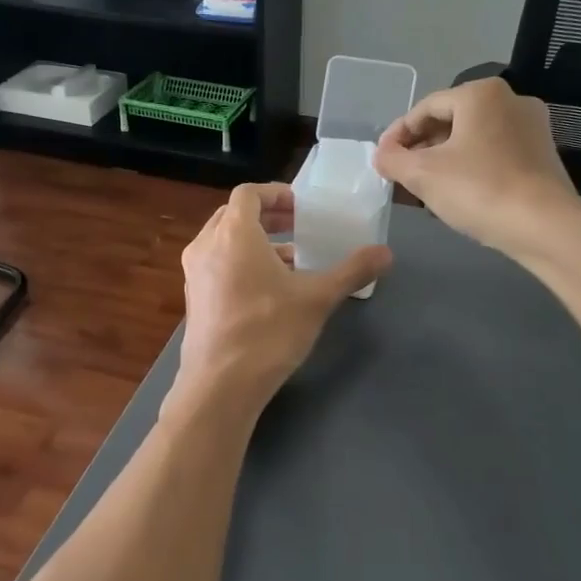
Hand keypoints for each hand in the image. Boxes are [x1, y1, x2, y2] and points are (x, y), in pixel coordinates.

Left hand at [172, 183, 389, 414]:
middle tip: (298, 226)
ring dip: (255, 241)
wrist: (220, 386)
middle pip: (233, 215)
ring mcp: (195, 274)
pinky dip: (240, 263)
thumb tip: (386, 253)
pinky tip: (269, 290)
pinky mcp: (194, 299)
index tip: (301, 206)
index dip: (275, 193)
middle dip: (267, 216)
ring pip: (224, 241)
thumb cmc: (268, 331)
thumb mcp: (317, 299)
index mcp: (234, 234)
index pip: (248, 194)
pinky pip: (217, 265)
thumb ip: (352, 271)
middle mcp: (206, 246)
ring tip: (291, 259)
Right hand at [374, 78, 579, 257]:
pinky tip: (457, 193)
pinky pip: (494, 153)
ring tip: (423, 188)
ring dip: (444, 160)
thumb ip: (393, 159)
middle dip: (421, 148)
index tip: (382, 160)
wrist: (545, 227)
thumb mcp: (422, 175)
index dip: (397, 134)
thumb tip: (382, 155)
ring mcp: (532, 127)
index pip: (425, 108)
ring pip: (473, 139)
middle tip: (400, 175)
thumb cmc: (478, 190)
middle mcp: (510, 100)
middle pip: (451, 121)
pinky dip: (470, 168)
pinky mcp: (542, 155)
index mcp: (480, 93)